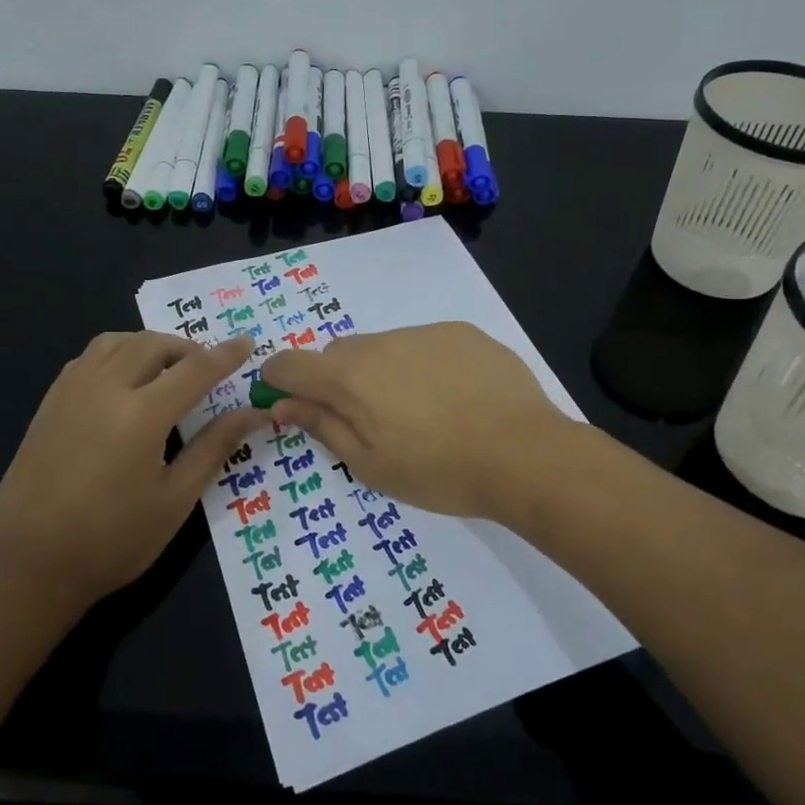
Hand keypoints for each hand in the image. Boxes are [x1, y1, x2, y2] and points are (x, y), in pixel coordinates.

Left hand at [0, 332, 270, 606]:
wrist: (28, 563)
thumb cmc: (112, 540)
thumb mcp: (175, 500)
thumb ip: (214, 448)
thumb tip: (254, 414)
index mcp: (141, 414)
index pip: (195, 368)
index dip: (225, 355)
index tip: (247, 343)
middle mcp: (105, 388)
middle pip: (153, 344)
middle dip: (187, 349)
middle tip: (207, 372)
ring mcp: (71, 391)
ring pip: (116, 342)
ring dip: (149, 346)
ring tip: (166, 372)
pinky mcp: (49, 403)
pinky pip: (88, 357)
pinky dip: (117, 355)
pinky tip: (123, 383)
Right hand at [260, 322, 574, 520]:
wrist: (525, 454)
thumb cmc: (439, 471)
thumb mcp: (370, 464)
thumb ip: (323, 427)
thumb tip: (283, 404)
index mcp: (350, 377)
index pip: (290, 363)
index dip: (279, 381)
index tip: (289, 403)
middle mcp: (381, 342)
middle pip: (337, 353)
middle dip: (337, 381)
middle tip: (367, 421)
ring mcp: (425, 332)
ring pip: (382, 346)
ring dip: (382, 372)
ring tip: (420, 412)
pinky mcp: (462, 333)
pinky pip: (423, 343)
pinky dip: (422, 365)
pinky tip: (453, 398)